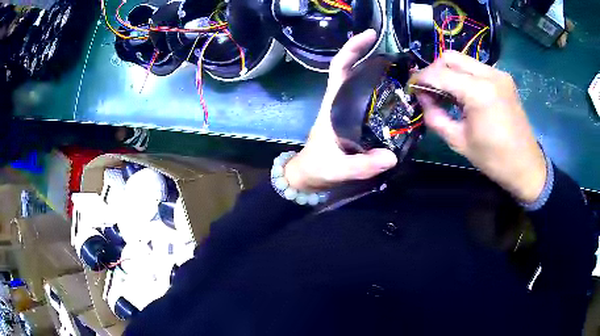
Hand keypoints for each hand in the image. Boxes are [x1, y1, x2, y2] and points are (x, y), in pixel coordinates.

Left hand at [284, 30, 397, 191]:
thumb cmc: (318, 168)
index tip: (370, 35)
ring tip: (404, 71)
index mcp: (333, 105)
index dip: (352, 48)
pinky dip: (381, 90)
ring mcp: (347, 110)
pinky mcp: (353, 120)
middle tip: (399, 55)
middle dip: (370, 55)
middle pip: (352, 69)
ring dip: (379, 71)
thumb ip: (362, 165)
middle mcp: (340, 102)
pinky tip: (398, 94)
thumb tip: (392, 157)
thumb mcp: (339, 169)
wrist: (309, 177)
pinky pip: (368, 98)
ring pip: (361, 82)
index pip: (339, 68)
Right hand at [412, 51, 545, 202]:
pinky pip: (476, 68)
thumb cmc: (493, 159)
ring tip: (444, 92)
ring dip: (448, 72)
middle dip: (433, 70)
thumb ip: (435, 116)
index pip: (439, 74)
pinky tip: (463, 93)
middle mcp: (489, 74)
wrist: (526, 165)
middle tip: (428, 89)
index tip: (411, 87)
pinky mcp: (504, 78)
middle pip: (450, 57)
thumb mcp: (458, 141)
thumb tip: (422, 98)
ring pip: (463, 60)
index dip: (421, 78)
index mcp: (478, 92)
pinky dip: (463, 75)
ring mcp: (498, 74)